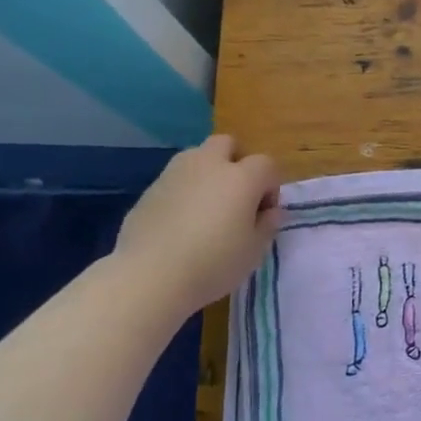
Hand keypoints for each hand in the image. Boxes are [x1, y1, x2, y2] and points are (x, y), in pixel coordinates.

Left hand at [116, 135, 281, 315]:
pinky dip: (184, 191)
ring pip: (197, 156)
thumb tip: (270, 211)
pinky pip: (175, 179)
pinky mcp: (149, 189)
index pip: (266, 164)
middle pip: (227, 144)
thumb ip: (267, 225)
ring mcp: (174, 173)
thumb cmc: (213, 264)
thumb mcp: (254, 251)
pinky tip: (180, 223)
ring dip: (208, 172)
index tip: (264, 213)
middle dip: (236, 162)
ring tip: (207, 207)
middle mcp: (208, 165)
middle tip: (236, 197)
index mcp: (241, 178)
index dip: (271, 186)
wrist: (150, 276)